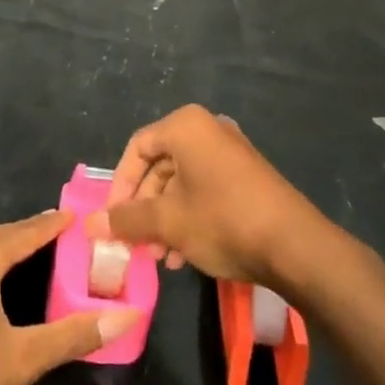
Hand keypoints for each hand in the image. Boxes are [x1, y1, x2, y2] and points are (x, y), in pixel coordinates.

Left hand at [0, 211, 139, 384]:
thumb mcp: (24, 360)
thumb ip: (74, 335)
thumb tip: (127, 317)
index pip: (27, 231)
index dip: (54, 224)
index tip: (79, 217)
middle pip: (0, 235)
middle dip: (30, 233)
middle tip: (62, 237)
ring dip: (4, 248)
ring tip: (33, 256)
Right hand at [87, 105, 331, 293]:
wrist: (295, 245)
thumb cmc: (222, 221)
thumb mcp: (168, 222)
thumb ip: (126, 220)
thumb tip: (89, 225)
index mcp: (185, 126)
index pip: (137, 148)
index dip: (119, 186)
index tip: (112, 220)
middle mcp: (207, 130)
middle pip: (159, 166)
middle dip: (143, 208)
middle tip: (136, 243)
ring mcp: (230, 152)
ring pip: (182, 182)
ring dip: (164, 218)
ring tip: (160, 257)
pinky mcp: (246, 176)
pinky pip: (204, 189)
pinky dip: (188, 216)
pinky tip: (184, 255)